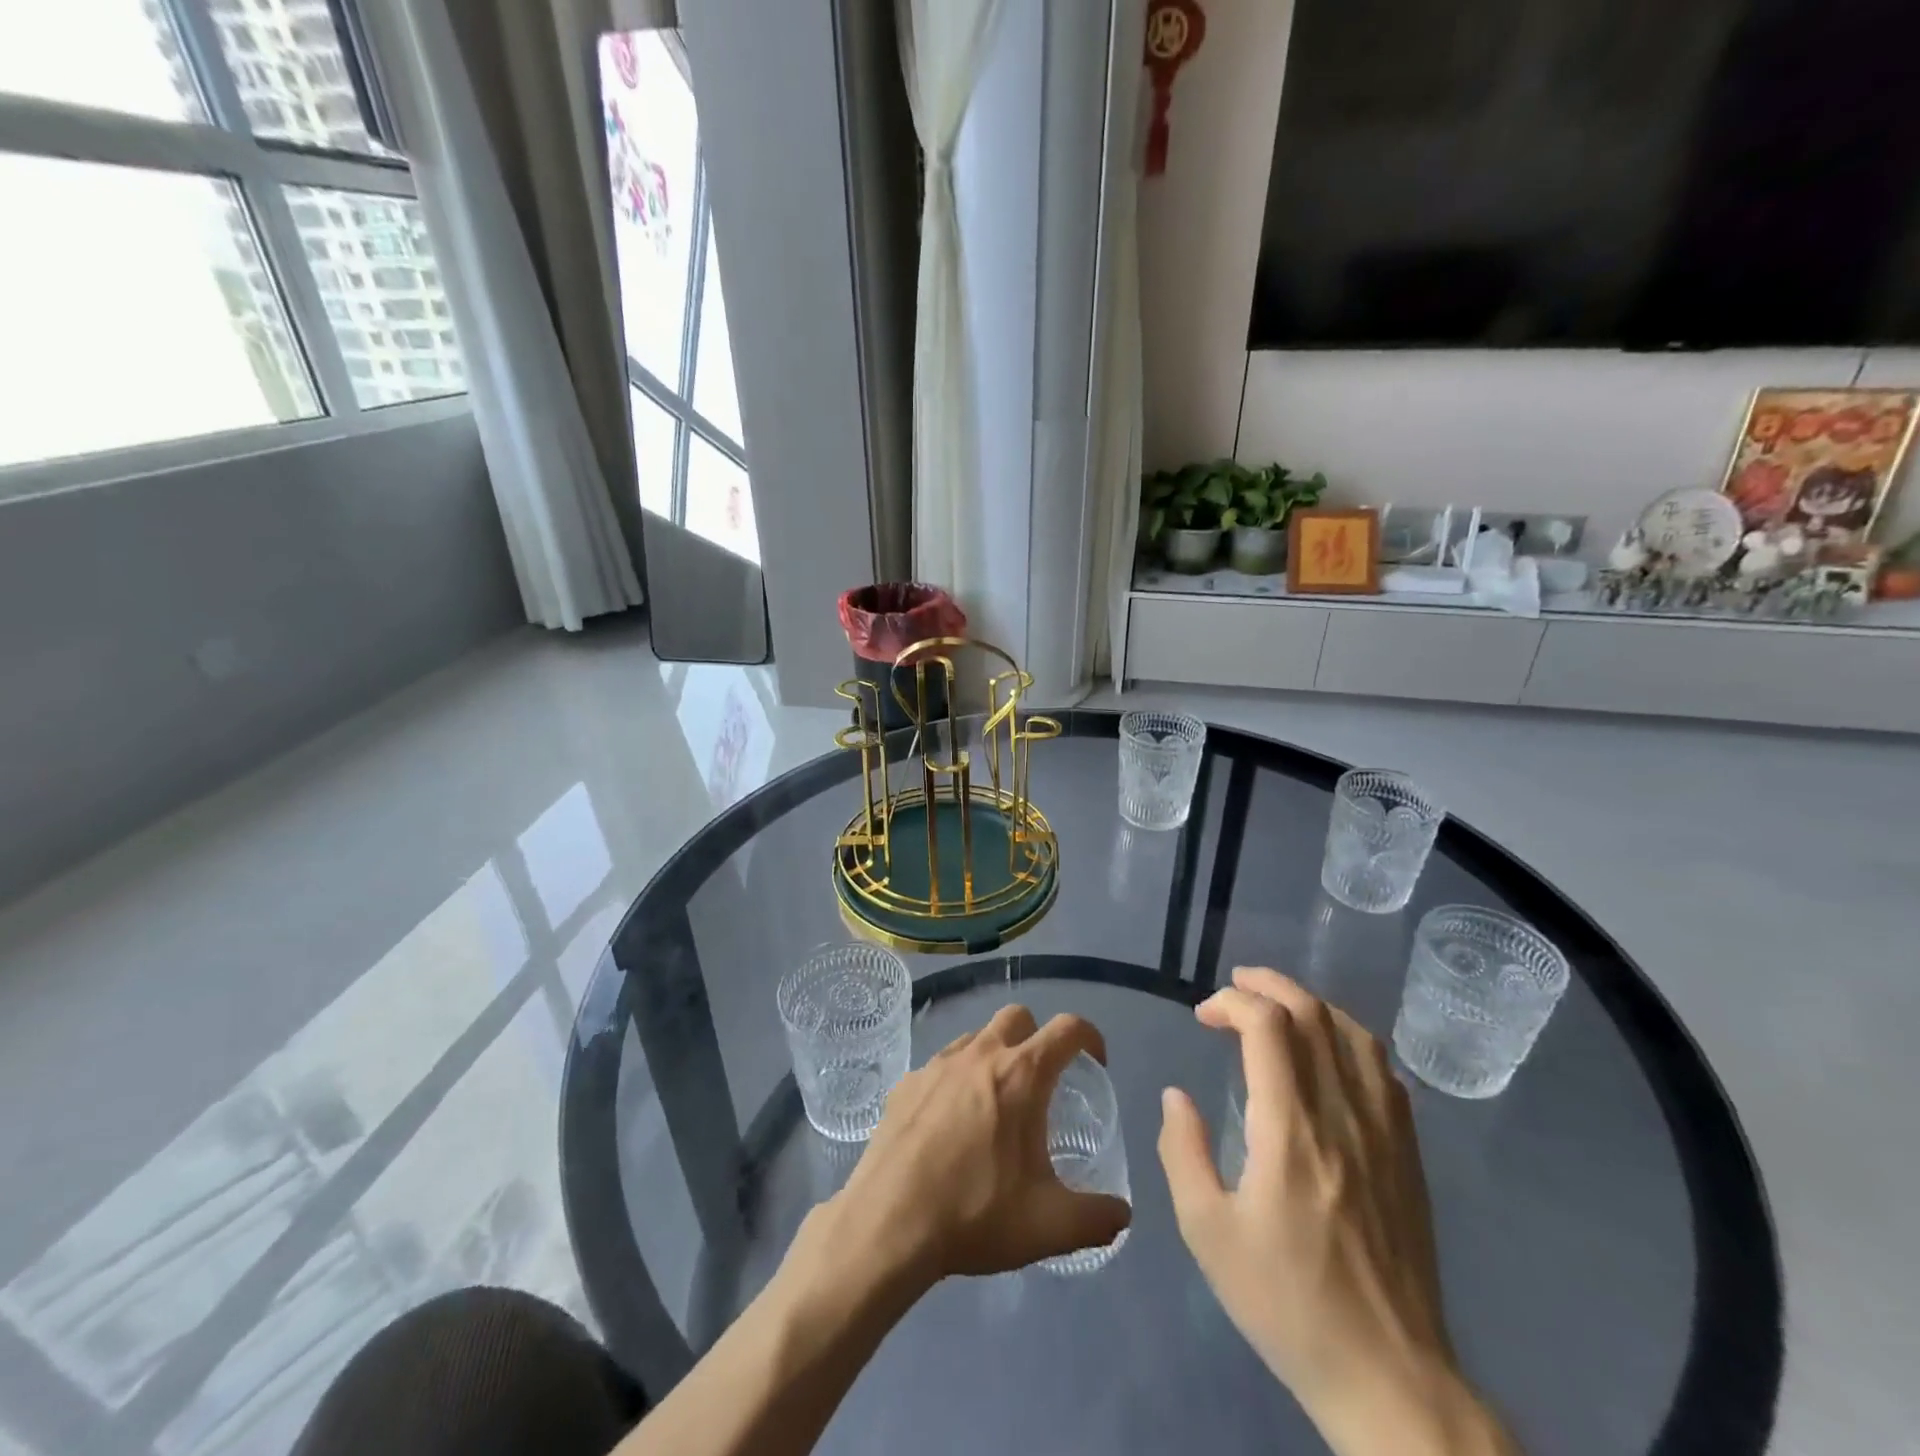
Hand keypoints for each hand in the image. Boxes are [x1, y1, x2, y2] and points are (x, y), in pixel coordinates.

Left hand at [820, 1005, 1131, 1285]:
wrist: (888, 1223)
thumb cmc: (974, 1214)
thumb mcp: (1049, 1226)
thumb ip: (1096, 1217)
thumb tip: (1122, 1213)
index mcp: (1020, 1075)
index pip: (1067, 1028)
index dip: (1090, 1037)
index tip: (1096, 1063)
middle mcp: (980, 1054)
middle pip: (1018, 1017)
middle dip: (1037, 1037)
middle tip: (1042, 1083)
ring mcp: (937, 1063)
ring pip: (976, 1037)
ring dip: (995, 1056)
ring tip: (995, 1105)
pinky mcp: (906, 1081)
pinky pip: (941, 1065)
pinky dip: (956, 1080)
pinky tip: (950, 1124)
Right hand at [1158, 968, 1513, 1455]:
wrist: (1388, 1375)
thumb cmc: (1287, 1304)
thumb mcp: (1208, 1233)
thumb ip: (1183, 1152)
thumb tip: (1177, 1095)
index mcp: (1290, 1130)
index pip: (1268, 1026)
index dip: (1231, 1002)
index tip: (1203, 1017)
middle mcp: (1342, 1115)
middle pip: (1313, 1014)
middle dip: (1269, 985)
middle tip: (1234, 987)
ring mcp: (1384, 1132)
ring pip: (1353, 1033)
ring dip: (1310, 1004)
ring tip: (1276, 1006)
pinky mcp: (1407, 1153)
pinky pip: (1382, 1069)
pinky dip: (1347, 1038)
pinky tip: (1328, 1052)